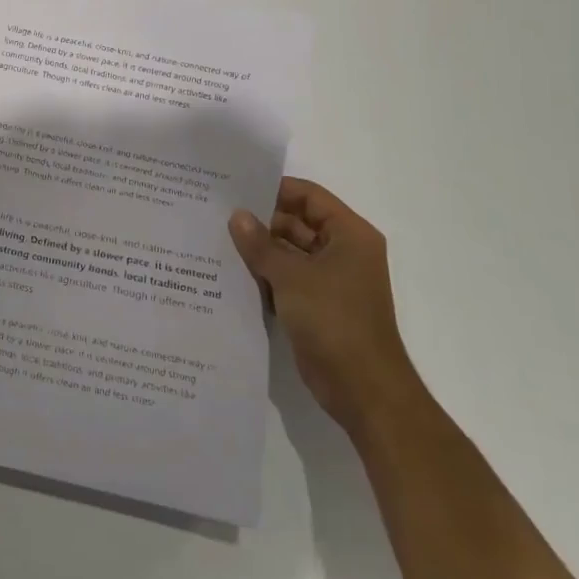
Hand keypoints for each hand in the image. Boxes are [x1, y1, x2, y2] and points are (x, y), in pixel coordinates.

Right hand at [229, 177, 420, 431]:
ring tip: (215, 239)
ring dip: (259, 250)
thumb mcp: (292, 276)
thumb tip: (237, 216)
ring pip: (289, 252)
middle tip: (216, 214)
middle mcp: (343, 252)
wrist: (363, 390)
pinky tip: (230, 272)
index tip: (235, 188)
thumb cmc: (335, 321)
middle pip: (297, 223)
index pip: (309, 197)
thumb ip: (261, 244)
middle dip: (260, 221)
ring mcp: (330, 281)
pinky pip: (286, 279)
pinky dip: (263, 275)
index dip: (275, 189)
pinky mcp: (316, 305)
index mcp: (350, 235)